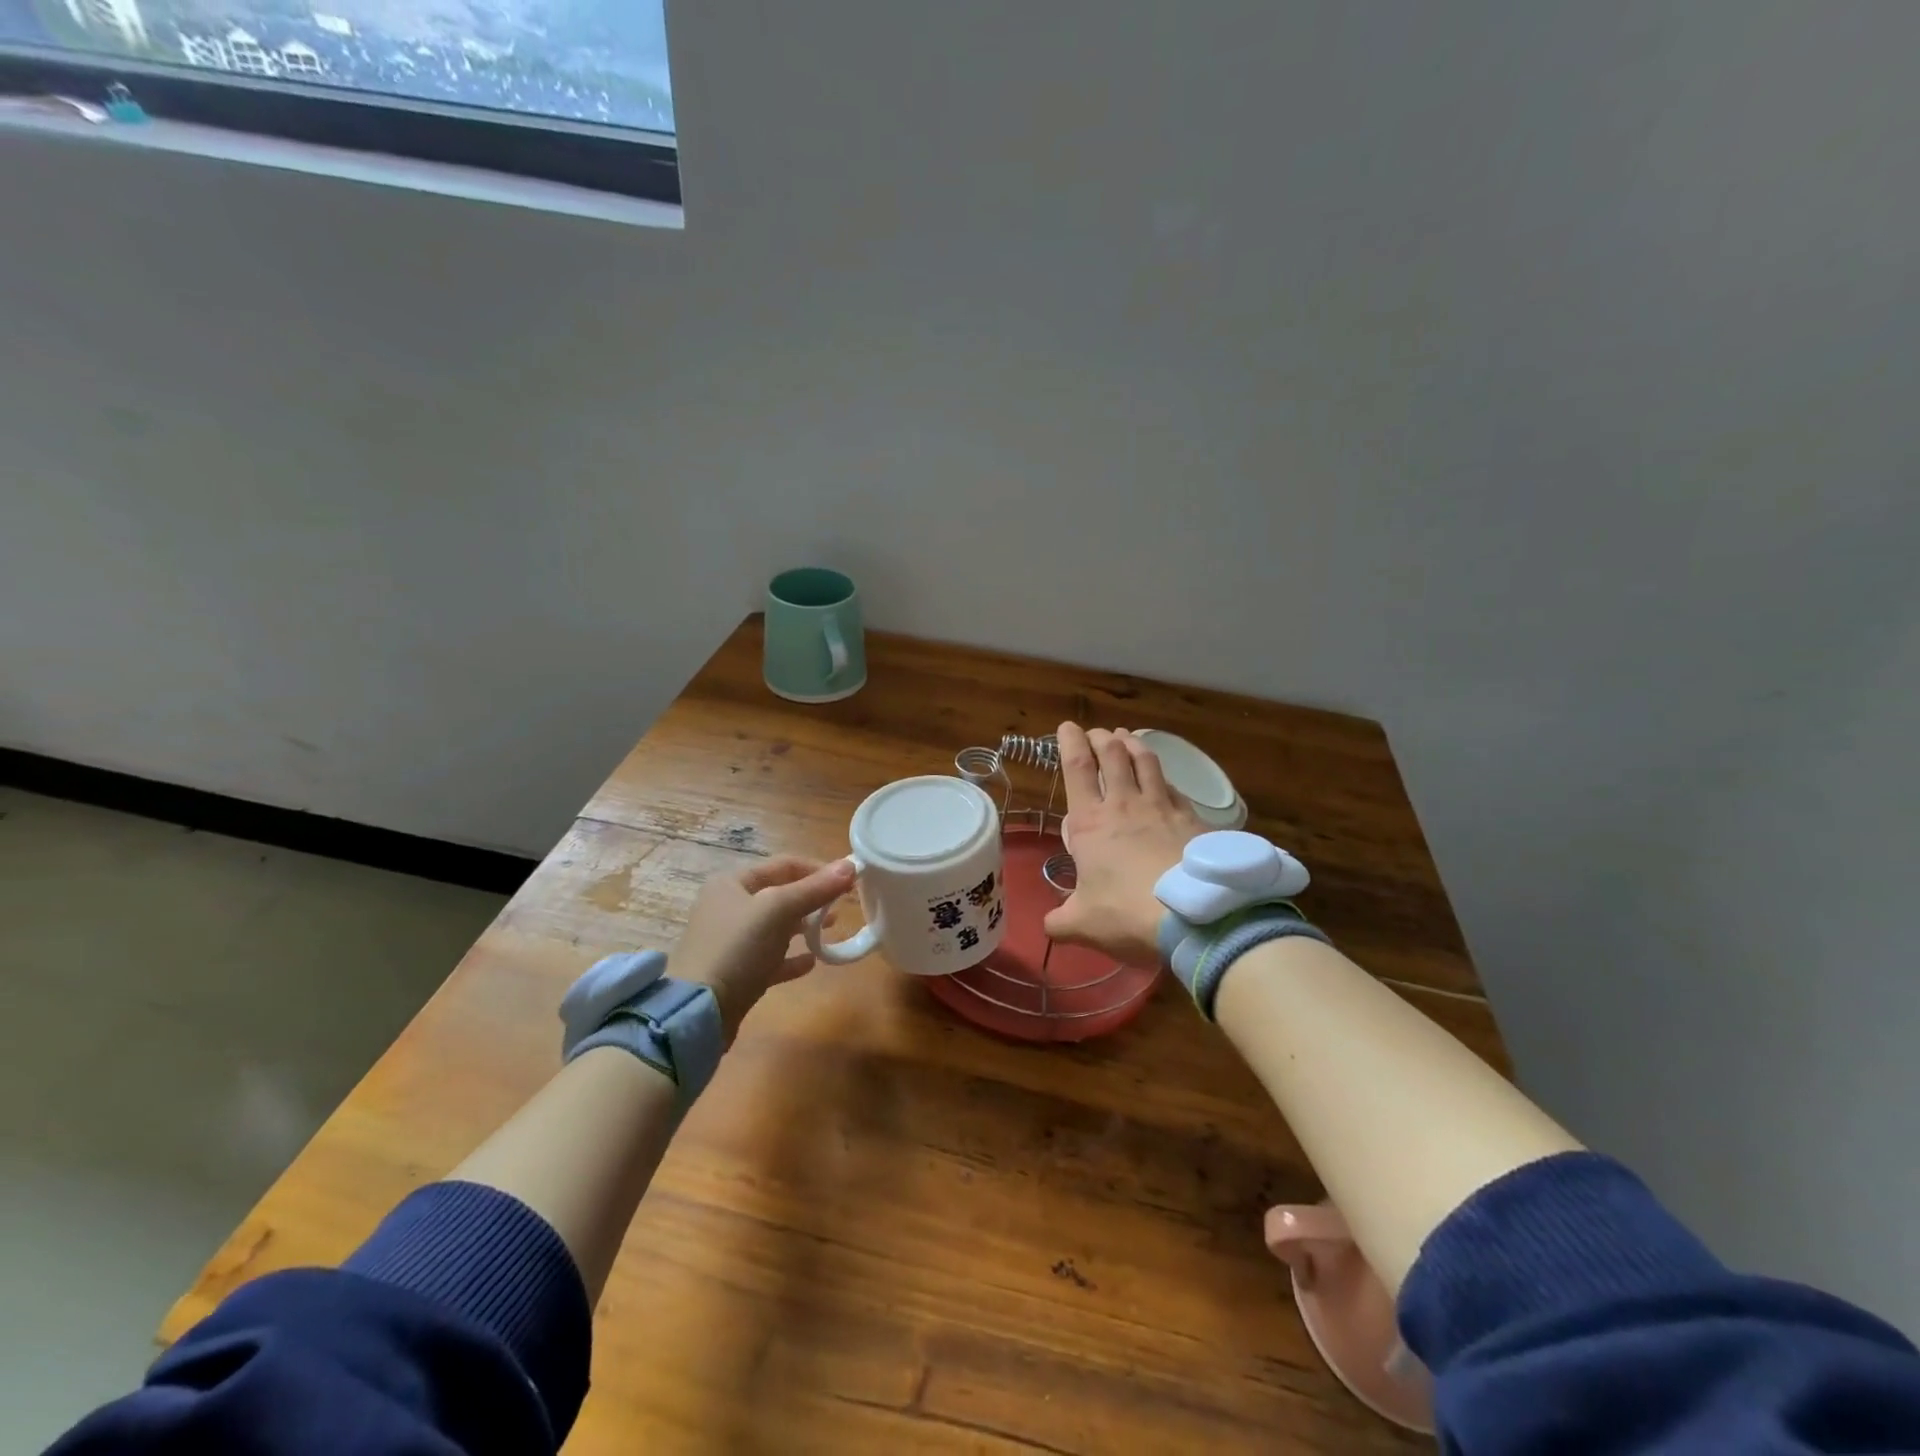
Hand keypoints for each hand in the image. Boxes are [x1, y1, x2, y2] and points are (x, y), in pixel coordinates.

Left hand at [673, 856, 855, 1039]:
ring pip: (777, 926)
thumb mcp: (778, 910)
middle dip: (813, 899)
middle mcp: (729, 906)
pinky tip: (812, 962)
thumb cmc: (737, 948)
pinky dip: (792, 957)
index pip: (784, 864)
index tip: (848, 882)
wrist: (697, 1012)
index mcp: (732, 883)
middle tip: (841, 908)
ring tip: (831, 931)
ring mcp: (731, 941)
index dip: (818, 869)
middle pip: (780, 894)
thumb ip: (815, 888)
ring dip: (805, 927)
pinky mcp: (736, 972)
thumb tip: (851, 865)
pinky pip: (771, 958)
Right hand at [1043, 723, 1205, 964]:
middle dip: (1102, 738)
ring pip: (1146, 761)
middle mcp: (1125, 804)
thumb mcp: (1083, 924)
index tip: (1067, 727)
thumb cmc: (1127, 913)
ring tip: (1128, 737)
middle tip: (1097, 733)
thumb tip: (1050, 927)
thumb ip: (1061, 922)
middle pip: (1113, 754)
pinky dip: (1164, 777)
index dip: (1070, 742)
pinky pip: (1175, 787)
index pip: (1076, 767)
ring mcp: (1163, 807)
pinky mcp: (1193, 818)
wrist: (1195, 916)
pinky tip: (1165, 780)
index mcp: (1090, 822)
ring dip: (1133, 744)